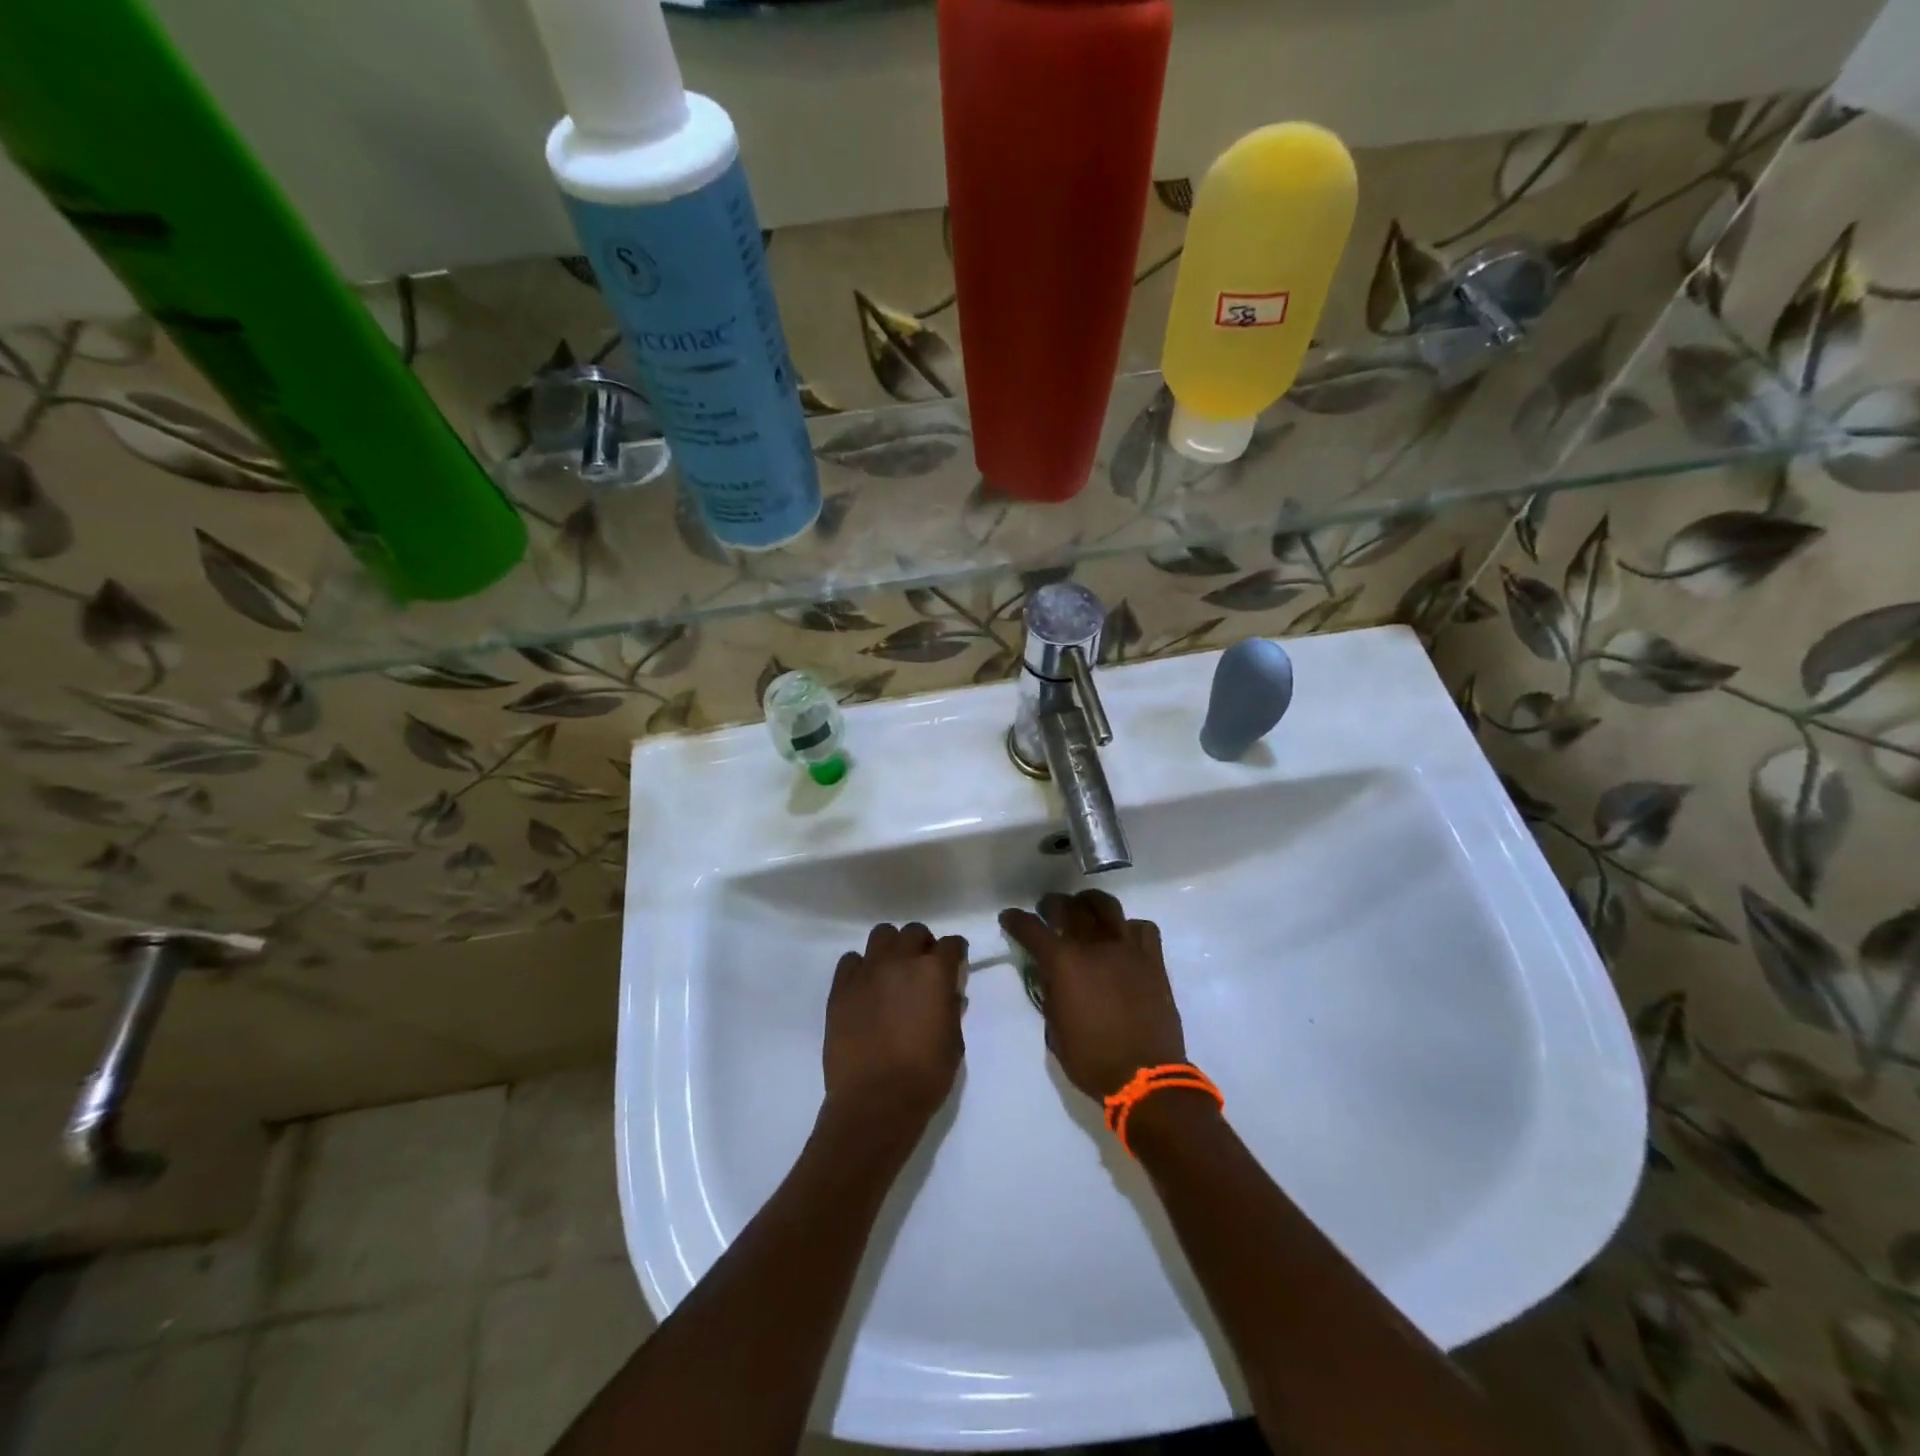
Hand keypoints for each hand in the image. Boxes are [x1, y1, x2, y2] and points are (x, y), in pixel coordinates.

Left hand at [822, 922, 967, 1138]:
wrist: (875, 1102)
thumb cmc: (925, 1076)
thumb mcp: (954, 1042)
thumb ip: (951, 1009)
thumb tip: (948, 993)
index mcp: (934, 972)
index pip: (952, 944)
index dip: (956, 954)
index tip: (955, 966)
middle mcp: (901, 961)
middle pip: (914, 932)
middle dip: (923, 946)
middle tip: (922, 970)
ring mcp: (867, 971)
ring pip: (882, 935)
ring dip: (892, 948)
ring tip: (893, 972)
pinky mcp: (841, 987)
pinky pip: (851, 960)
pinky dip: (862, 967)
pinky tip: (866, 988)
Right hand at [1000, 890, 1185, 1101]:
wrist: (1145, 1076)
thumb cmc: (1091, 1059)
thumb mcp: (1054, 1029)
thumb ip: (1050, 992)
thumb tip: (1049, 972)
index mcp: (1064, 963)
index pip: (1032, 929)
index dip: (1016, 920)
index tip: (1009, 917)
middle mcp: (1094, 946)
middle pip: (1069, 907)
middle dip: (1052, 904)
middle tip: (1047, 911)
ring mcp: (1127, 949)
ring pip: (1106, 906)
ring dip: (1089, 904)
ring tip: (1085, 911)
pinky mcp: (1153, 960)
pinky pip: (1142, 928)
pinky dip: (1128, 928)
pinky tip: (1123, 939)